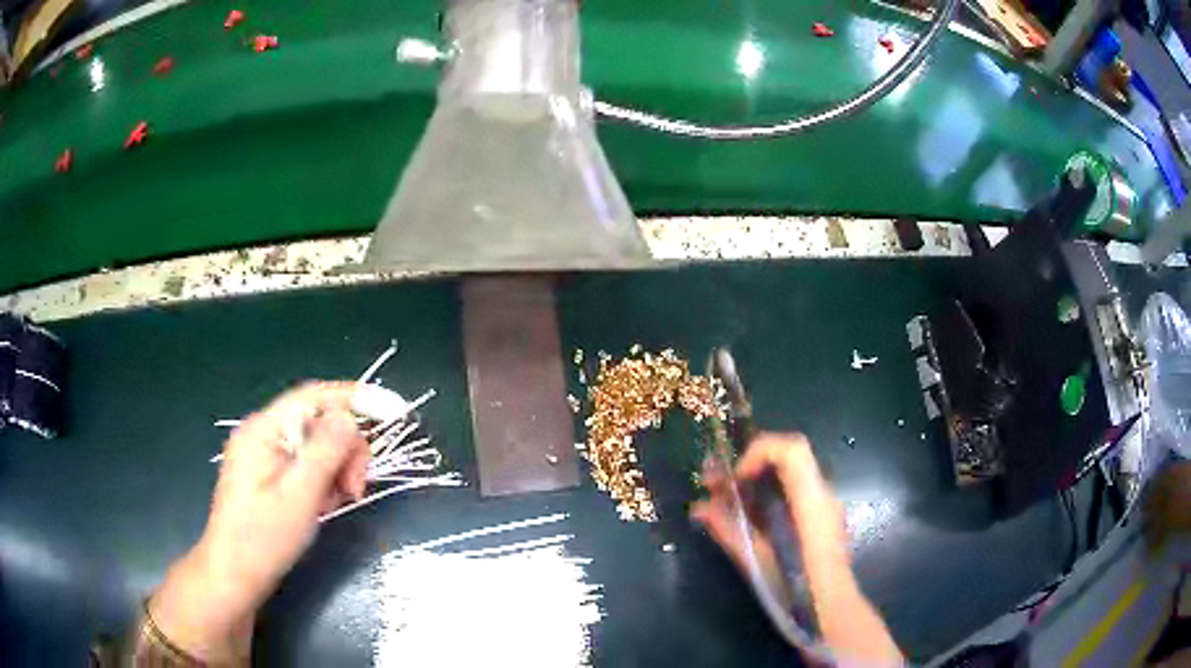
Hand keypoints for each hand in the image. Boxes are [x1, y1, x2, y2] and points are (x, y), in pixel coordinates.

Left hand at [149, 382, 370, 661]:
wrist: (233, 577)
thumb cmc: (263, 539)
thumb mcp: (299, 496)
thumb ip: (325, 451)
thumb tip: (349, 417)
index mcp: (263, 430)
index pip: (314, 397)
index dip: (355, 398)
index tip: (393, 411)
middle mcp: (262, 434)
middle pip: (317, 422)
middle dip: (345, 448)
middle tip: (356, 488)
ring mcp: (263, 455)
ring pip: (314, 446)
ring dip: (336, 468)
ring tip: (340, 502)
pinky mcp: (267, 476)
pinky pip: (304, 465)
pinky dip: (322, 481)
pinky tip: (324, 506)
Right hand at [691, 432, 901, 664]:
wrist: (831, 611)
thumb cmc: (797, 588)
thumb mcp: (759, 562)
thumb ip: (731, 531)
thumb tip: (700, 508)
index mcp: (812, 501)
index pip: (792, 449)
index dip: (760, 451)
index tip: (736, 477)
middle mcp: (822, 495)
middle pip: (788, 458)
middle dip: (749, 464)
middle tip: (715, 481)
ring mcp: (824, 507)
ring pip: (788, 476)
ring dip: (754, 480)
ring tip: (722, 498)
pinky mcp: (820, 520)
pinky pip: (792, 495)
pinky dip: (766, 497)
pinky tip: (745, 518)